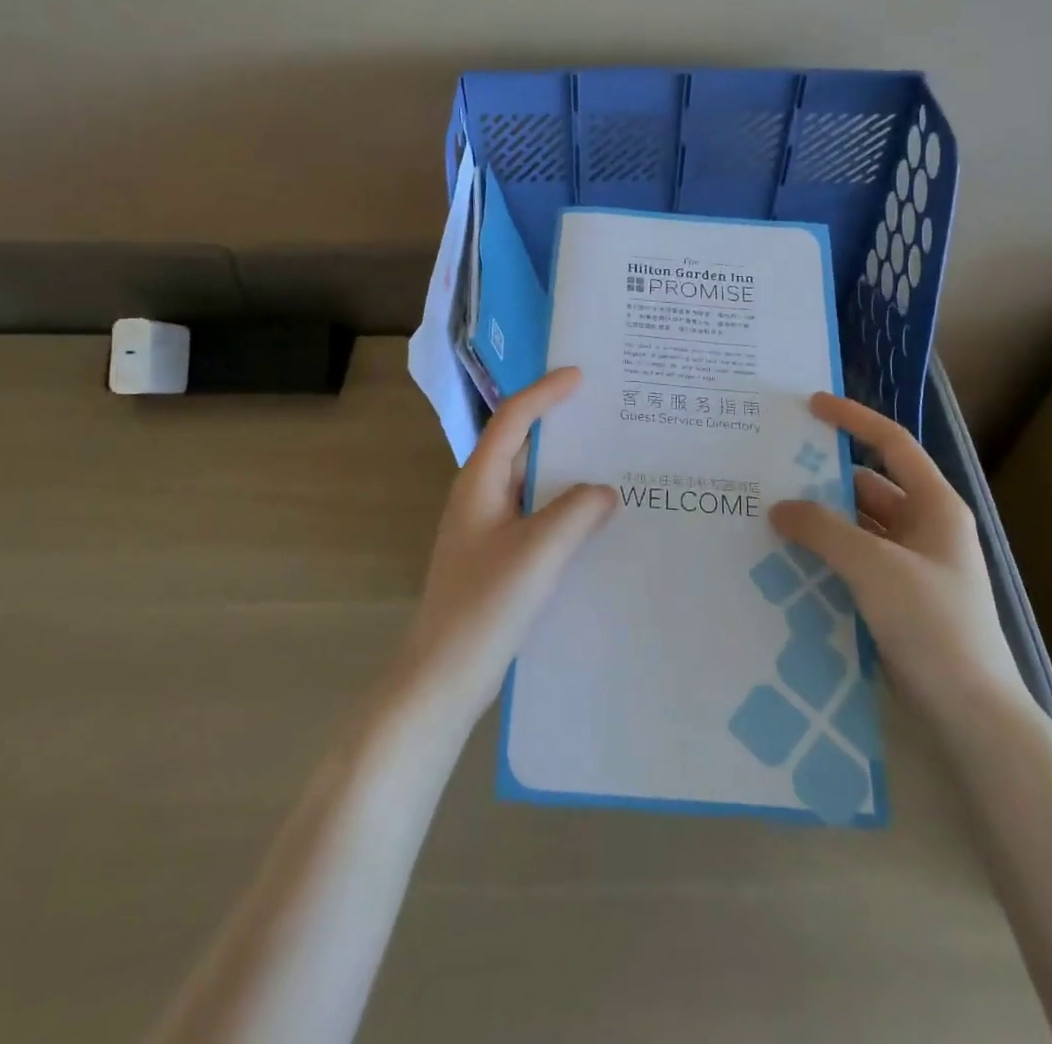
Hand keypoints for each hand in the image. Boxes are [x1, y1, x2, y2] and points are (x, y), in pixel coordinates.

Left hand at [397, 368, 617, 728]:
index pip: (513, 420)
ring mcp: (485, 527)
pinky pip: (533, 512)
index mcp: (479, 481)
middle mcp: (478, 495)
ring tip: (608, 460)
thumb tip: (605, 491)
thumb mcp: (539, 552)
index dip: (545, 393)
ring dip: (563, 468)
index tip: (580, 376)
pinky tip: (591, 518)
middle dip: (558, 425)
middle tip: (603, 413)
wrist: (444, 675)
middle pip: (519, 444)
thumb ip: (576, 512)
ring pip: (528, 481)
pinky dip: (561, 504)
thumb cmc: (485, 605)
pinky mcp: (495, 555)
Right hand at [769, 393, 1025, 720]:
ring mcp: (911, 565)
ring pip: (858, 525)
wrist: (969, 712)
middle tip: (772, 468)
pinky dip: (825, 553)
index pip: (892, 444)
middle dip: (824, 477)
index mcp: (936, 506)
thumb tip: (779, 507)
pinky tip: (788, 557)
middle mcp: (925, 528)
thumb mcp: (874, 566)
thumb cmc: (932, 624)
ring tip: (770, 512)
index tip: (811, 405)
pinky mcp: (896, 597)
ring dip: (821, 519)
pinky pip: (854, 559)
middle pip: (869, 485)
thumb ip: (823, 529)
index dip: (854, 419)